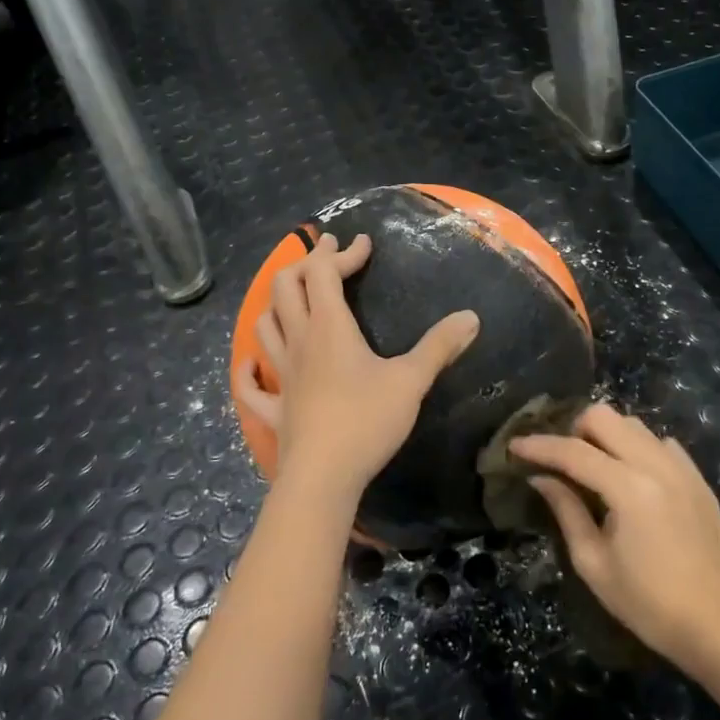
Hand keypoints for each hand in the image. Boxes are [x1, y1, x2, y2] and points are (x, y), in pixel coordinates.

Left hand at [237, 232, 479, 501]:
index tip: (363, 242)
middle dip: (307, 264)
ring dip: (278, 303)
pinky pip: (251, 384)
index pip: (324, 272)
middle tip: (329, 255)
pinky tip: (254, 363)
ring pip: (265, 325)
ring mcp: (281, 375)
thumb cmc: (367, 421)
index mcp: (329, 327)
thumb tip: (471, 317)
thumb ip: (439, 346)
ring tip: (296, 298)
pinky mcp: (274, 409)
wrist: (323, 477)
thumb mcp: (411, 381)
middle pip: (286, 287)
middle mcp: (299, 342)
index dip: (343, 252)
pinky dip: (248, 369)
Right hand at [511, 404, 719, 667]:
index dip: (539, 446)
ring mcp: (682, 468)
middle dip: (574, 430)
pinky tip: (631, 478)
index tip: (514, 446)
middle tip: (561, 460)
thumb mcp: (594, 563)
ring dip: (606, 436)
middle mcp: (657, 465)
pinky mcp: (697, 478)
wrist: (718, 625)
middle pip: (605, 416)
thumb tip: (541, 478)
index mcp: (629, 489)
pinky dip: (638, 449)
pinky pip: (660, 443)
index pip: (574, 452)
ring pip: (633, 424)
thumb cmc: (648, 604)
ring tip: (594, 467)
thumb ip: (566, 511)